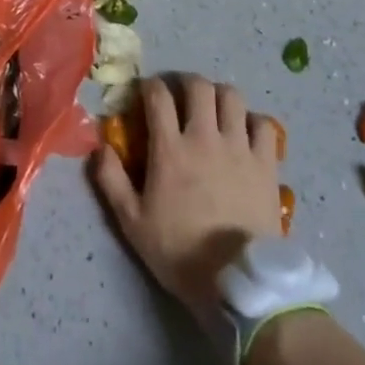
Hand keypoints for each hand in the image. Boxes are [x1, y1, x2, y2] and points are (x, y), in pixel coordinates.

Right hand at [92, 75, 280, 325]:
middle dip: (186, 82)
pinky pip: (264, 124)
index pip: (158, 96)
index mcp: (170, 148)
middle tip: (181, 95)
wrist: (236, 282)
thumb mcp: (132, 222)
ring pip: (232, 97)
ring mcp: (239, 148)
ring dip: (220, 95)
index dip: (150, 86)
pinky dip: (253, 121)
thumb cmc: (179, 252)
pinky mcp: (266, 164)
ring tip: (214, 108)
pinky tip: (245, 132)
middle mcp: (205, 137)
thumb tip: (99, 145)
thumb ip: (111, 180)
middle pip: (199, 86)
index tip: (147, 92)